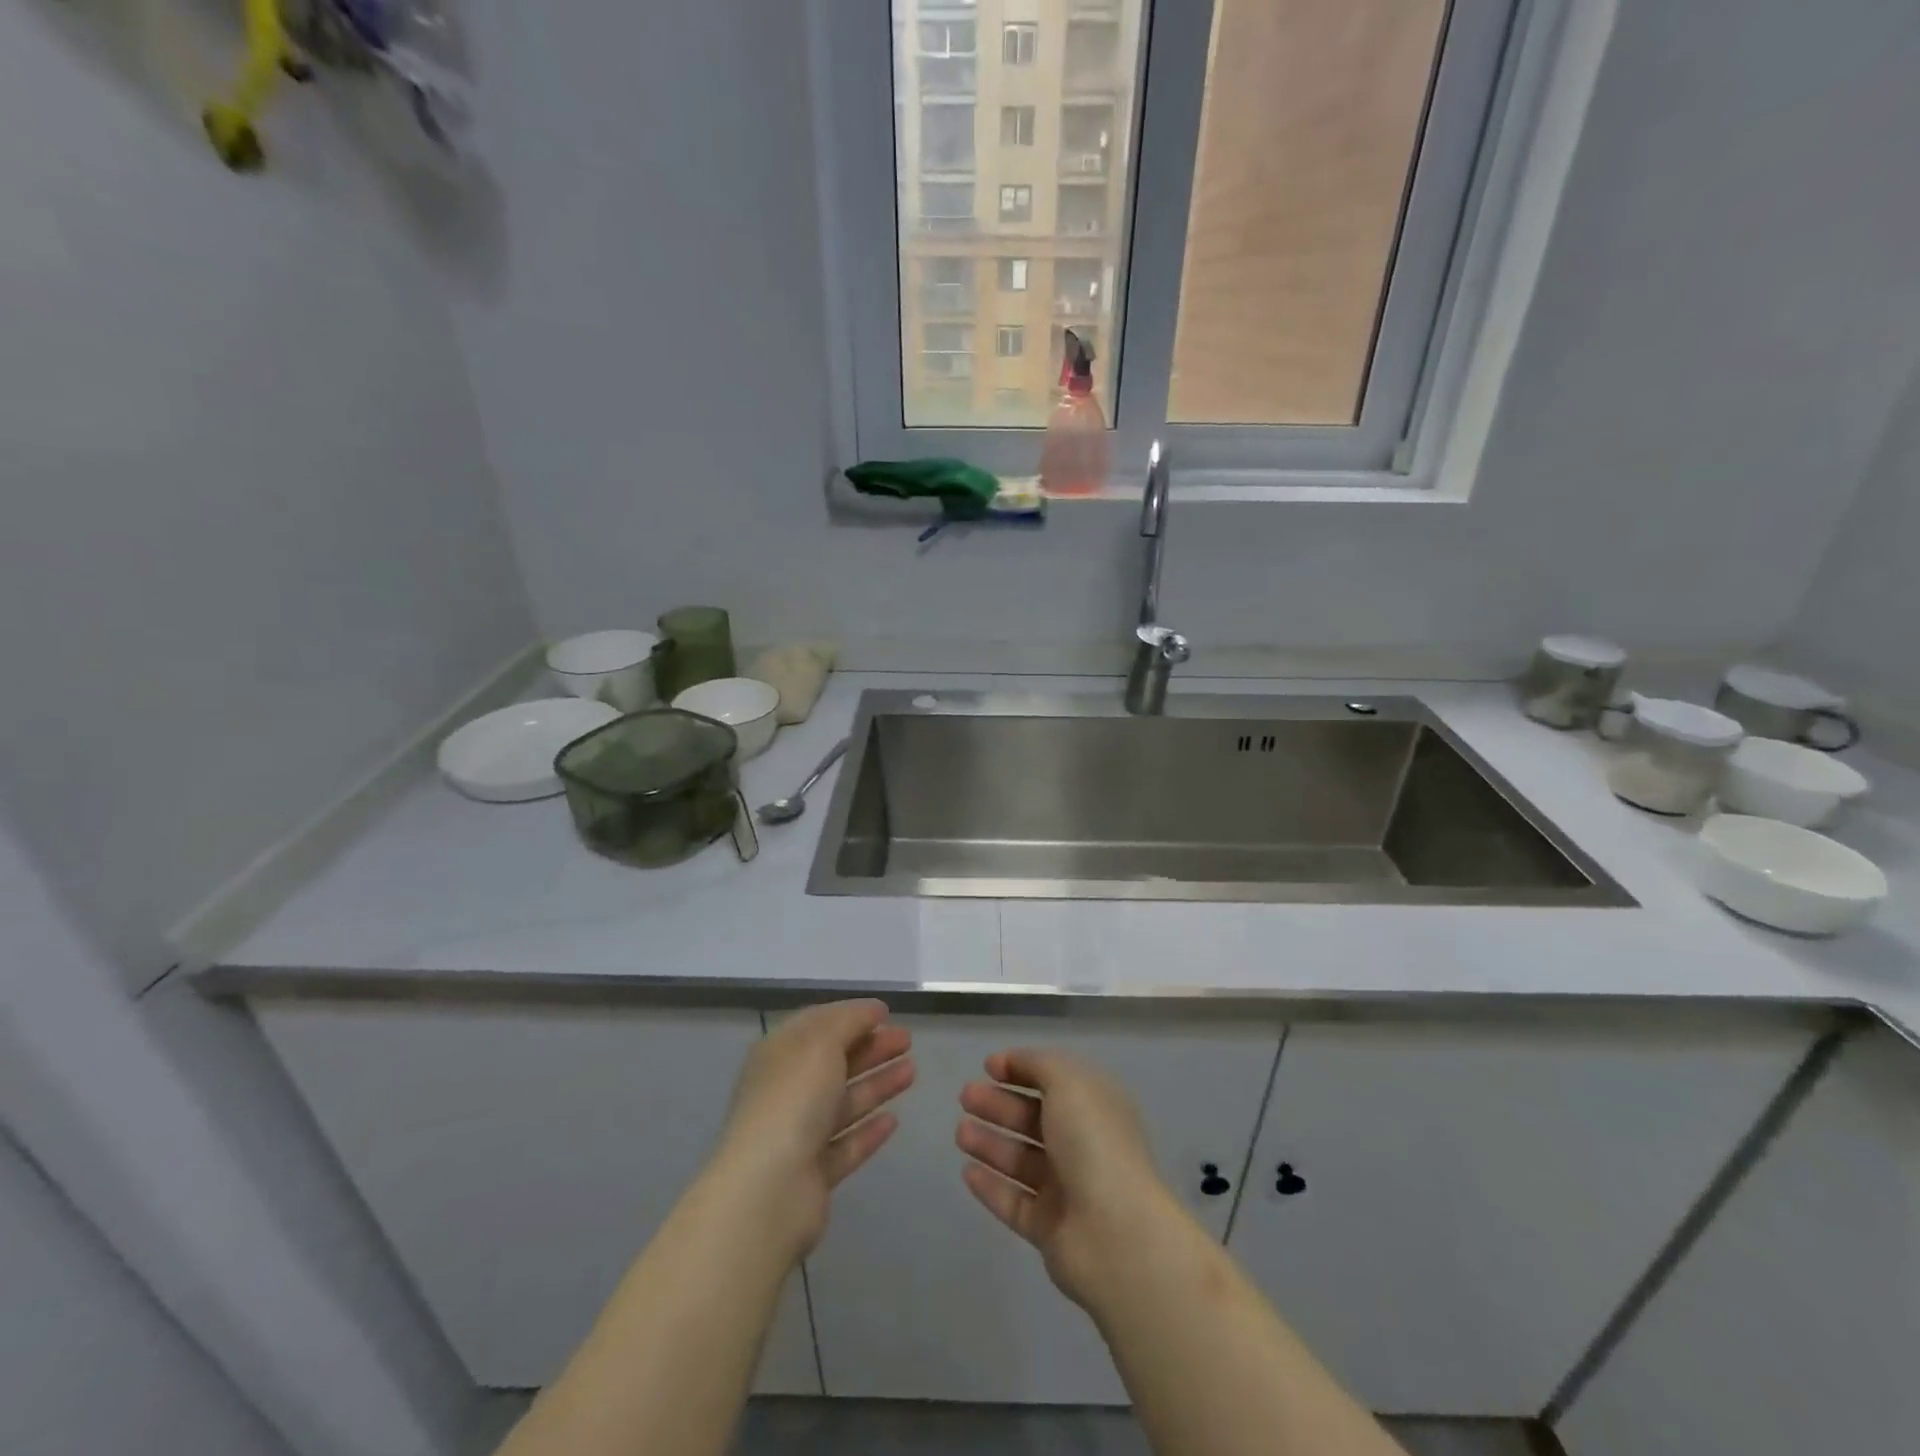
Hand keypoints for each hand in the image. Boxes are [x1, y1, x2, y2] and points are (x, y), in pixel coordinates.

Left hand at [709, 1000, 913, 1262]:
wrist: (768, 1190)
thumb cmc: (793, 1100)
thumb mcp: (822, 1042)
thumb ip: (850, 1020)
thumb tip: (873, 1009)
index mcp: (779, 1054)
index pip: (818, 1025)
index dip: (851, 1015)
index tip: (887, 1013)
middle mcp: (786, 1090)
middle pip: (834, 1062)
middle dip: (871, 1048)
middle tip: (908, 1040)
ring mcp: (798, 1134)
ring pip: (844, 1101)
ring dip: (877, 1084)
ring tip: (912, 1071)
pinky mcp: (813, 1173)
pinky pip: (846, 1144)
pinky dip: (869, 1130)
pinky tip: (894, 1121)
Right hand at [956, 1048, 1187, 1312]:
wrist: (1115, 1234)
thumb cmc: (1094, 1144)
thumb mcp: (1069, 1083)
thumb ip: (1039, 1064)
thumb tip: (1013, 1061)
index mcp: (1096, 1107)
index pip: (1055, 1081)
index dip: (1022, 1069)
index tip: (988, 1066)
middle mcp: (1084, 1145)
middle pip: (1034, 1119)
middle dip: (999, 1105)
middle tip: (965, 1097)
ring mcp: (1068, 1189)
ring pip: (1021, 1160)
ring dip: (990, 1143)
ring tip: (960, 1132)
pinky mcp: (1050, 1229)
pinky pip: (1014, 1202)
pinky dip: (991, 1186)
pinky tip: (967, 1172)